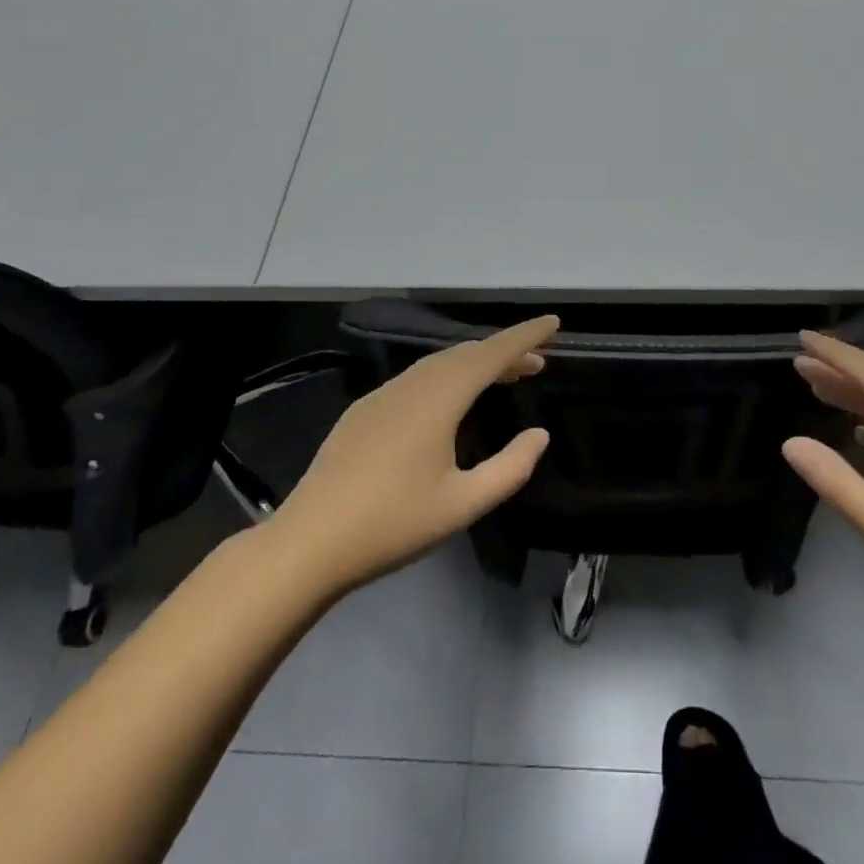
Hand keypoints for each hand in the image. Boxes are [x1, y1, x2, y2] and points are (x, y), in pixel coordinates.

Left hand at [272, 316, 557, 595]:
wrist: (309, 542)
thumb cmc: (392, 524)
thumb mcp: (463, 504)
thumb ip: (509, 468)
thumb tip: (540, 435)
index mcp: (440, 398)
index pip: (493, 353)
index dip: (525, 336)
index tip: (553, 322)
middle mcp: (413, 384)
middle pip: (467, 354)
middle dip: (505, 352)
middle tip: (536, 363)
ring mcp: (384, 394)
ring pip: (440, 364)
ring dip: (475, 364)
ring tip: (502, 377)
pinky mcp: (365, 410)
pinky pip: (417, 378)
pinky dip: (447, 376)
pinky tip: (450, 401)